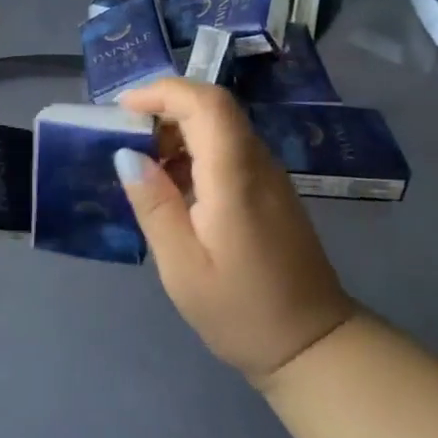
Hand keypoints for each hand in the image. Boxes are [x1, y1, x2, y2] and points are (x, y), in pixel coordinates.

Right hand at [117, 79, 355, 387]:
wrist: (313, 346)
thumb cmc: (241, 310)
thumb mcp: (182, 266)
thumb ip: (154, 205)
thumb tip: (126, 154)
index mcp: (235, 178)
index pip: (207, 103)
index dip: (163, 92)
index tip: (124, 108)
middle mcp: (257, 165)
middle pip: (213, 107)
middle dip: (164, 108)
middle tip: (125, 136)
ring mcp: (269, 176)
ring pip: (220, 126)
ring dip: (177, 131)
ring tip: (142, 165)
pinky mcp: (270, 190)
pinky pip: (228, 149)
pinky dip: (193, 151)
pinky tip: (172, 187)